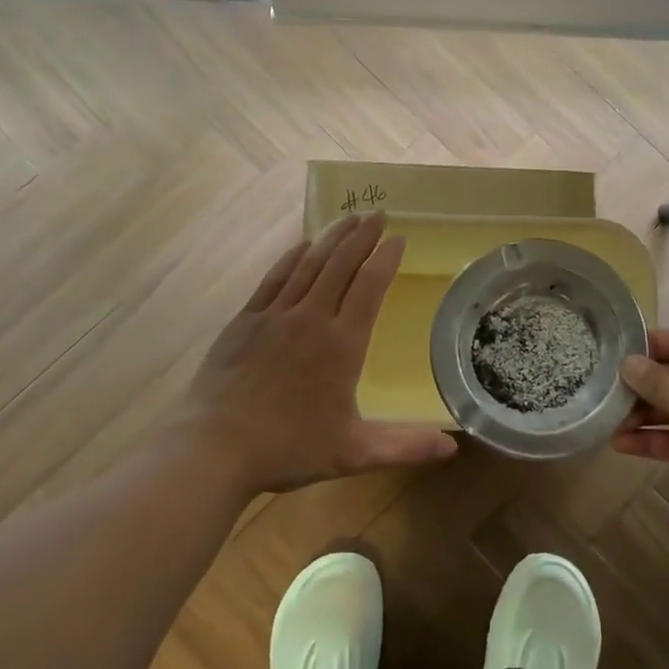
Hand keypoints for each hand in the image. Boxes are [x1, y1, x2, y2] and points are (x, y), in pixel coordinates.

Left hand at [181, 212, 457, 495]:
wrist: (215, 448)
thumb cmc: (289, 448)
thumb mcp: (353, 453)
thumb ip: (405, 447)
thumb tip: (453, 448)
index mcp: (342, 344)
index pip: (369, 287)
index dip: (385, 259)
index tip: (398, 238)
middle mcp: (311, 318)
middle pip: (341, 265)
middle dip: (361, 237)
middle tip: (377, 214)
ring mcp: (275, 315)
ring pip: (309, 265)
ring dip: (331, 238)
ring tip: (348, 219)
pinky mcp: (246, 320)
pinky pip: (274, 278)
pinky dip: (291, 258)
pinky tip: (301, 246)